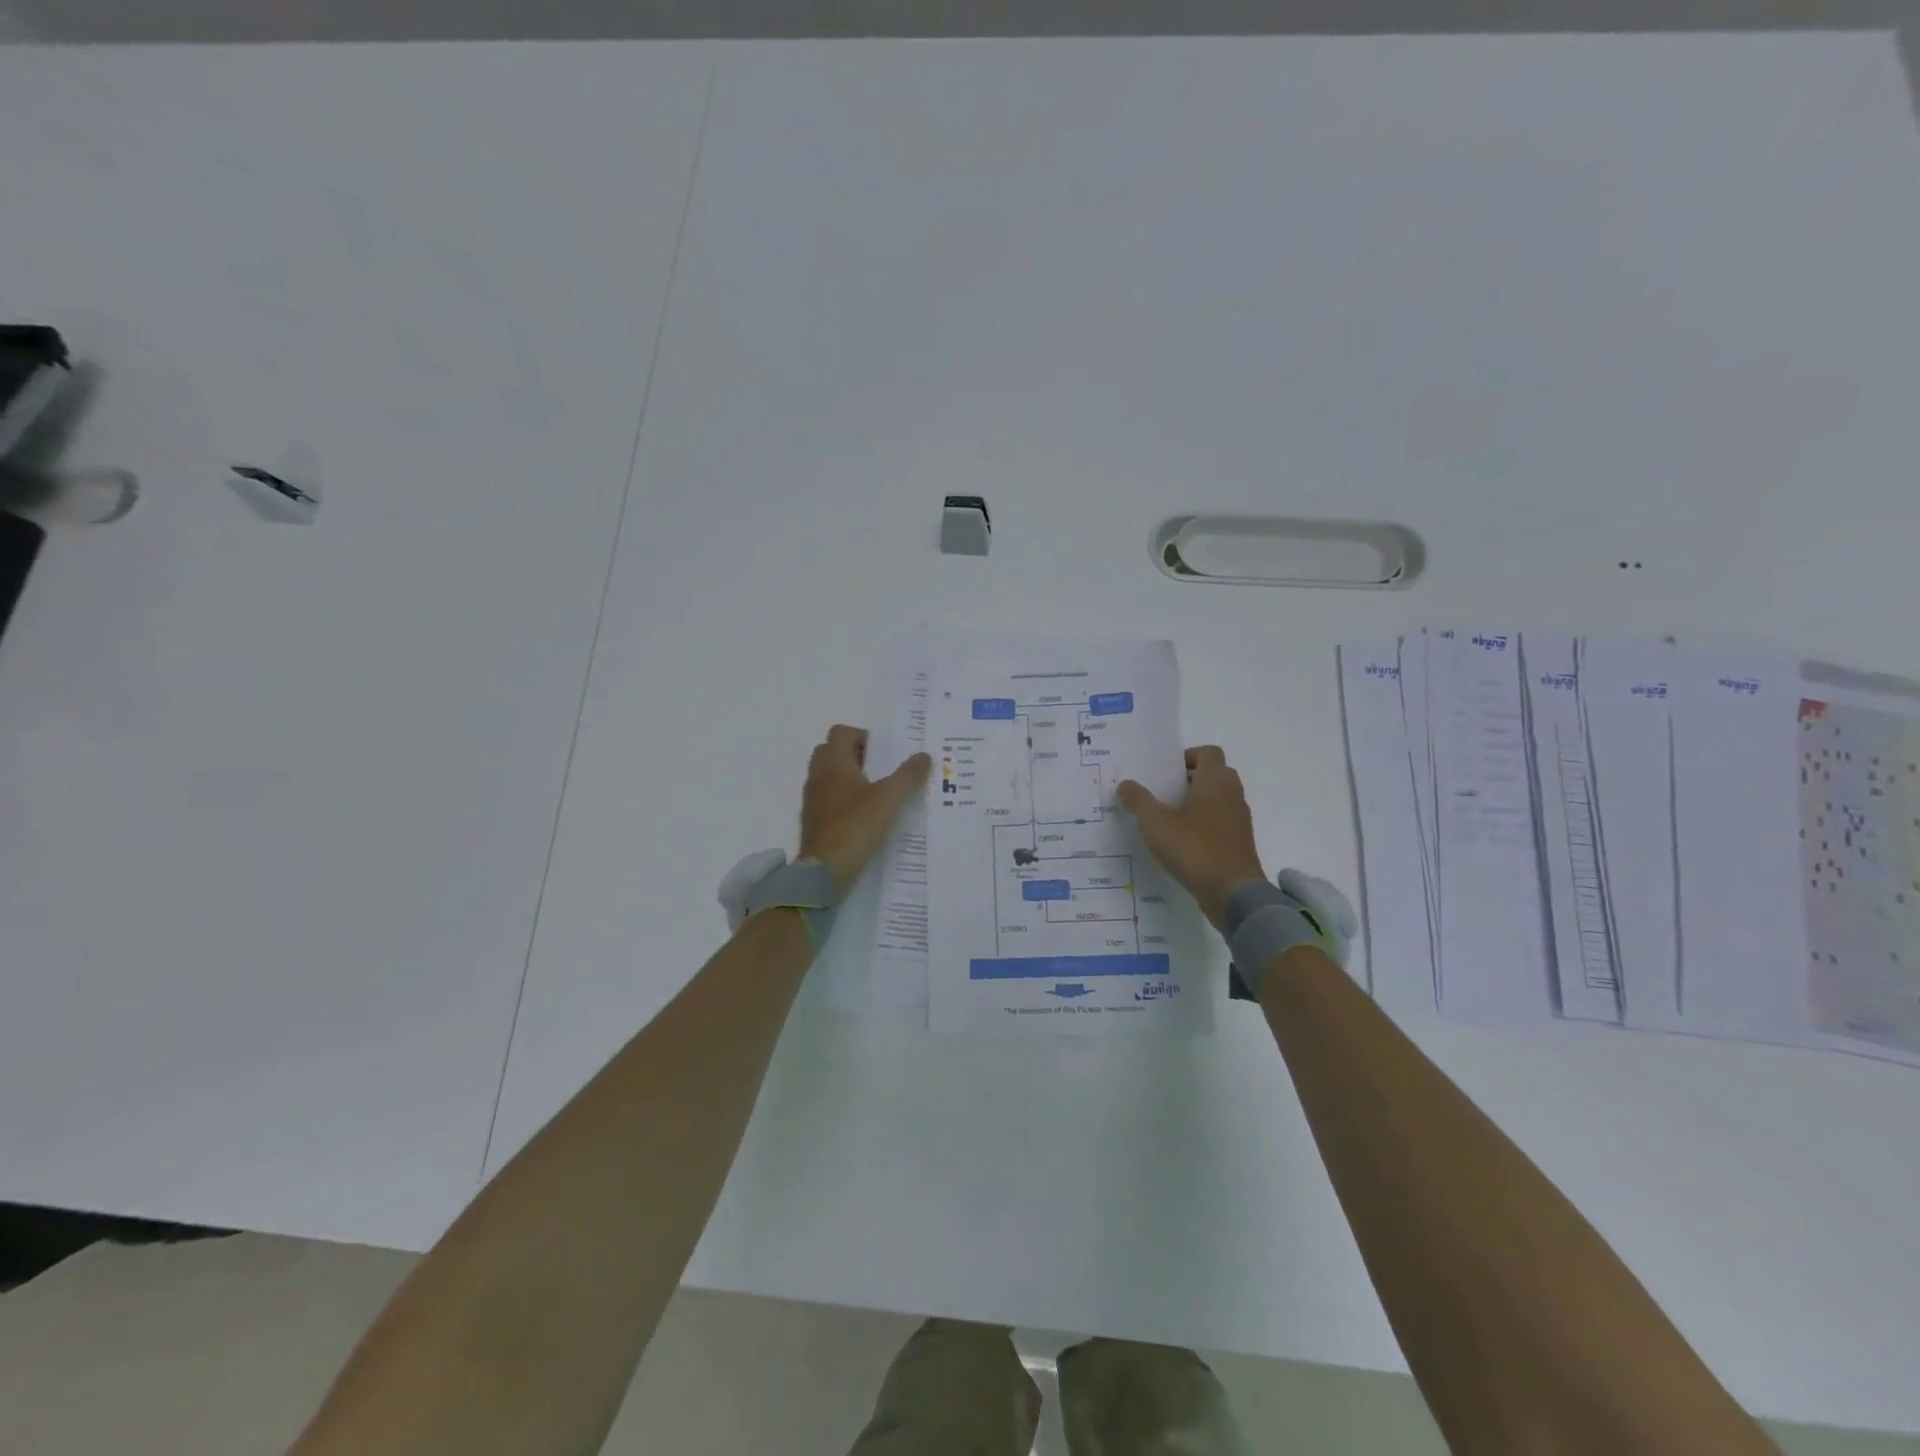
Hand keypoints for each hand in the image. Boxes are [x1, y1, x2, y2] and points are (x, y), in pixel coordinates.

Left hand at [798, 725, 931, 895]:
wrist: (824, 872)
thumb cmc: (856, 827)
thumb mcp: (889, 799)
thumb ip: (908, 775)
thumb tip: (924, 755)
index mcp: (833, 764)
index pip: (840, 733)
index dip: (862, 736)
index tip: (884, 753)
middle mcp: (818, 777)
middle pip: (832, 752)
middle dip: (856, 756)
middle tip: (882, 770)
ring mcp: (812, 801)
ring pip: (828, 777)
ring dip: (849, 778)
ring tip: (877, 794)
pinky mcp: (813, 822)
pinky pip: (827, 800)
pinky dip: (843, 801)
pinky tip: (864, 817)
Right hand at [1118, 746, 1266, 930]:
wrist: (1233, 893)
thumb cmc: (1193, 848)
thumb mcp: (1155, 823)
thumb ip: (1138, 800)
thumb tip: (1125, 783)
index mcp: (1215, 781)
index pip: (1208, 752)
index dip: (1187, 756)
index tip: (1165, 773)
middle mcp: (1232, 794)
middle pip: (1214, 773)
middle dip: (1189, 779)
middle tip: (1163, 792)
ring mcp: (1239, 819)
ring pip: (1219, 798)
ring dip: (1197, 802)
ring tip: (1168, 817)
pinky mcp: (1239, 841)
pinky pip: (1221, 821)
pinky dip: (1204, 823)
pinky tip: (1182, 841)